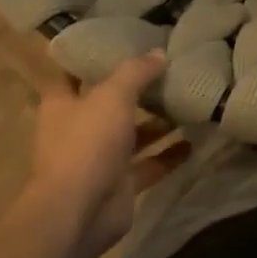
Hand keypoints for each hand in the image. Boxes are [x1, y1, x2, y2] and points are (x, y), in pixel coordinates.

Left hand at [19, 51, 167, 257]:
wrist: (79, 213)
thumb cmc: (86, 144)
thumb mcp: (112, 96)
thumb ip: (136, 73)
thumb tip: (159, 53)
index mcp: (62, 105)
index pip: (73, 75)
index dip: (93, 60)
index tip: (121, 44)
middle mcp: (79, 130)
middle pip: (108, 105)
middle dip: (135, 91)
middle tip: (167, 70)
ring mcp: (99, 159)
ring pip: (132, 136)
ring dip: (156, 124)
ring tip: (186, 103)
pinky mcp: (120, 184)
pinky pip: (149, 165)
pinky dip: (169, 155)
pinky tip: (194, 142)